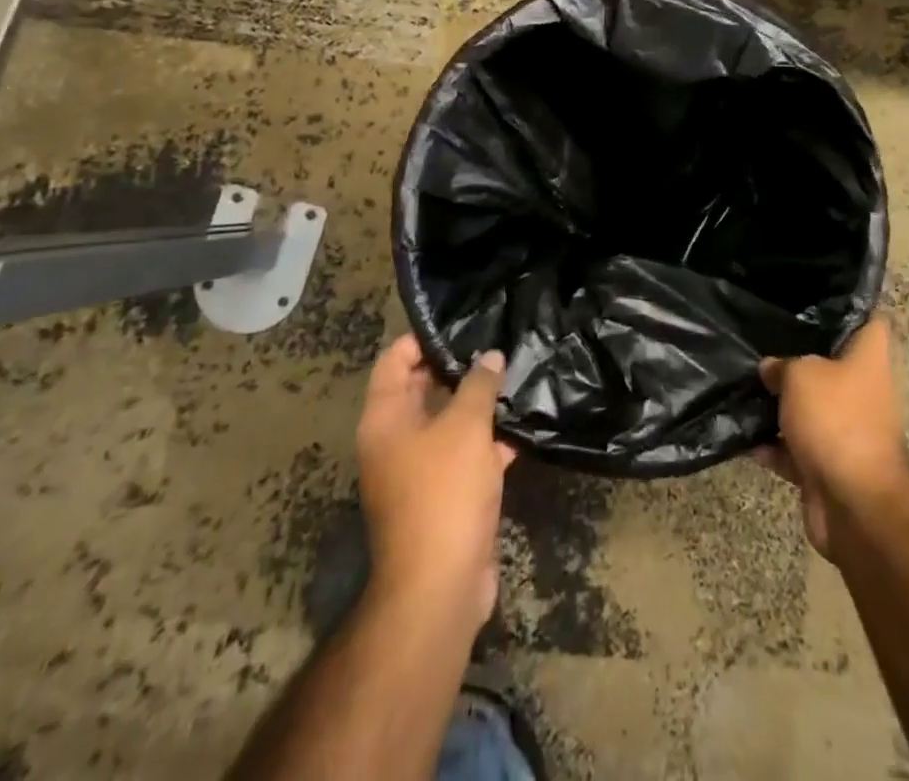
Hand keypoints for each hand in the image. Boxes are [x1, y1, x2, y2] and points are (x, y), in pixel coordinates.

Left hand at [355, 335, 515, 630]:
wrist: (440, 585)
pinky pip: (465, 454)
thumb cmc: (444, 492)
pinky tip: (523, 425)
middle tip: (498, 343)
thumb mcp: (465, 427)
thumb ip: (479, 385)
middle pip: (423, 389)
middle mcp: (395, 440)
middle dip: (459, 367)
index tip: (463, 323)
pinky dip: (489, 441)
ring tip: (517, 374)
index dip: (423, 338)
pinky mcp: (444, 495)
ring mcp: (419, 470)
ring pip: (449, 422)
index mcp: (385, 419)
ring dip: (479, 404)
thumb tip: (490, 357)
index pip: (395, 360)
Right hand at [755, 317, 908, 561]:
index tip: (813, 295)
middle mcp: (862, 388)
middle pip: (830, 363)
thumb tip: (770, 368)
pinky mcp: (827, 464)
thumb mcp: (801, 374)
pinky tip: (741, 436)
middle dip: (797, 356)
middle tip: (762, 338)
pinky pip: (794, 447)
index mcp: (869, 357)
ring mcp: (846, 428)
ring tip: (742, 384)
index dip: (846, 304)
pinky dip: (772, 445)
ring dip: (780, 404)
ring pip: (809, 406)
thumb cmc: (836, 419)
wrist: (854, 502)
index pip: (867, 318)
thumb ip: (782, 364)